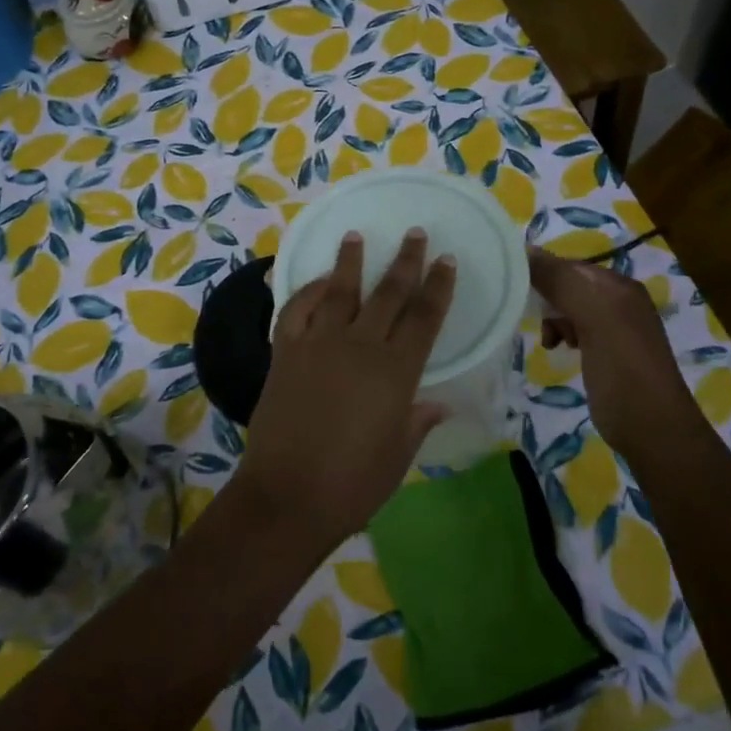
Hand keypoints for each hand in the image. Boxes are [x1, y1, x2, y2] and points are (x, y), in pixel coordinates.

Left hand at [237, 229, 455, 551]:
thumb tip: (438, 403)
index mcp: (395, 372)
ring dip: (350, 262)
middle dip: (405, 261)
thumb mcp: (397, 456)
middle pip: (387, 293)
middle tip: (415, 233)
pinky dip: (307, 292)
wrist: (287, 497)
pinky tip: (317, 282)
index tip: (445, 260)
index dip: (438, 286)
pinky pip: (296, 310)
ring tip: (356, 235)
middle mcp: (359, 347)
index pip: (424, 317)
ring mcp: (317, 345)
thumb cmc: (352, 484)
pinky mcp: (284, 353)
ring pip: (338, 291)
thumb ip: (417, 421)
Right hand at [527, 248, 698, 443]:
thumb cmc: (622, 368)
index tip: (514, 290)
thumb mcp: (593, 316)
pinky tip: (558, 348)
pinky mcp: (606, 352)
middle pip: (567, 285)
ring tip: (550, 340)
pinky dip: (562, 334)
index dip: (541, 273)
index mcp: (619, 286)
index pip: (569, 264)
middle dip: (546, 299)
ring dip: (552, 319)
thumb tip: (524, 249)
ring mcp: (614, 328)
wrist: (651, 428)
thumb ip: (561, 280)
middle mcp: (619, 300)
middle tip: (535, 319)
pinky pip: (575, 329)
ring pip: (568, 308)